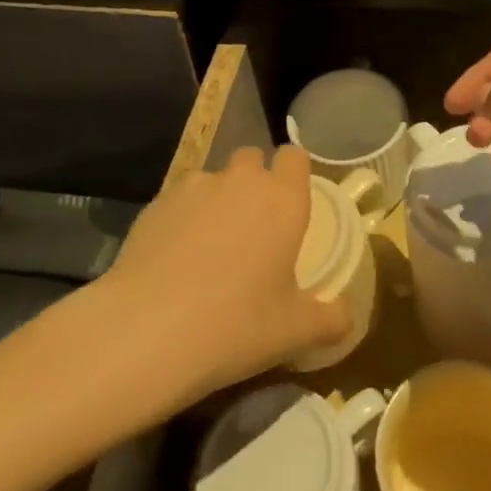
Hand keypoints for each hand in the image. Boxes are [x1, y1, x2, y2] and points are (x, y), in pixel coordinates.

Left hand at [108, 146, 348, 396]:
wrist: (145, 331)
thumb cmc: (234, 325)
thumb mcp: (294, 333)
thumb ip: (330, 319)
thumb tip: (345, 317)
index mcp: (283, 199)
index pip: (295, 157)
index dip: (294, 174)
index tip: (291, 203)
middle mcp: (241, 181)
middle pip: (252, 159)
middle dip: (254, 182)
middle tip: (253, 229)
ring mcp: (194, 188)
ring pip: (213, 180)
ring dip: (217, 201)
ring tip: (208, 250)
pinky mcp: (154, 204)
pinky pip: (179, 201)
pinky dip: (182, 219)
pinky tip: (173, 261)